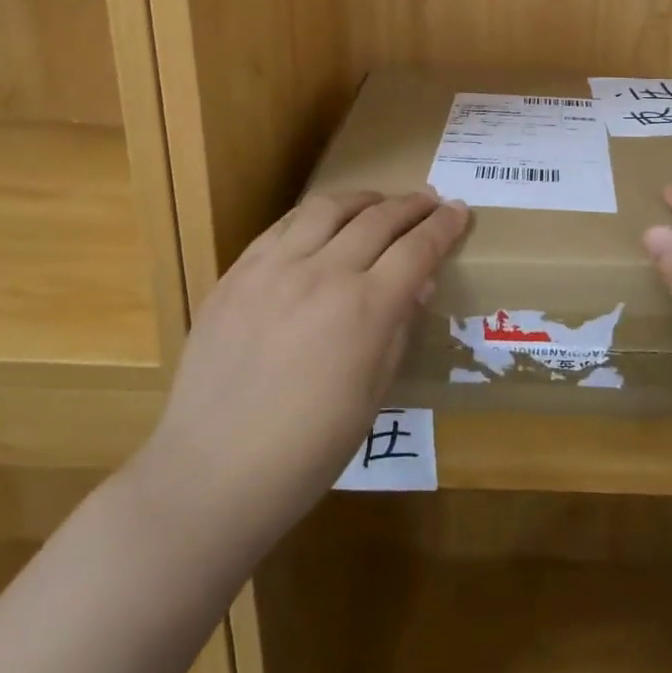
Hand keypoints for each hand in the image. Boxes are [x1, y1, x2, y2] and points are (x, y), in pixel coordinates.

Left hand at [126, 189, 468, 558]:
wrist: (211, 473)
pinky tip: (321, 224)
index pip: (417, 248)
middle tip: (430, 201)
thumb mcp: (373, 394)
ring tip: (378, 204)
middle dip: (412, 205)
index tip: (459, 210)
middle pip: (379, 219)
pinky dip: (313, 216)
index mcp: (365, 309)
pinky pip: (282, 226)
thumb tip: (419, 283)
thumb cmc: (308, 450)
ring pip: (327, 208)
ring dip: (363, 199)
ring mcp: (274, 269)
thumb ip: (399, 328)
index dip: (444, 226)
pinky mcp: (237, 274)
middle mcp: (323, 274)